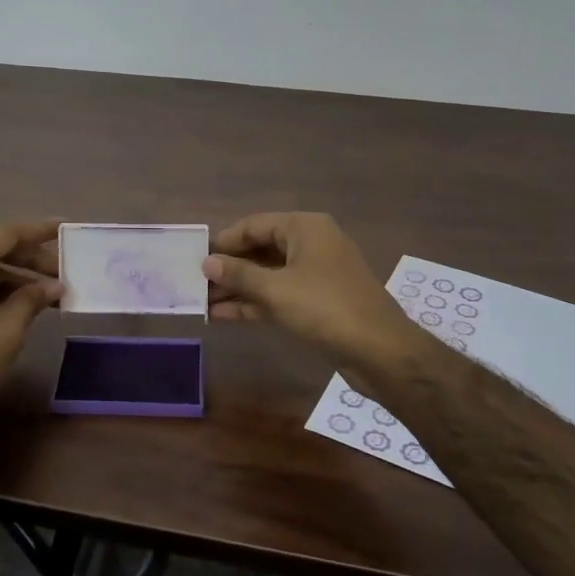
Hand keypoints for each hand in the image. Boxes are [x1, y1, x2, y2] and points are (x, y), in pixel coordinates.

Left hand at [0, 220, 62, 434]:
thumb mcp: (10, 327)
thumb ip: (33, 297)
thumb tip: (55, 285)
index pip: (4, 233)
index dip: (37, 231)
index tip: (64, 229)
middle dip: (28, 255)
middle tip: (62, 269)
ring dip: (14, 272)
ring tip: (48, 288)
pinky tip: (22, 301)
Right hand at [203, 212, 421, 371]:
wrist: (380, 350)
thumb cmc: (325, 308)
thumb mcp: (276, 289)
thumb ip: (239, 274)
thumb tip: (207, 263)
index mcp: (305, 228)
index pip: (255, 225)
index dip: (224, 241)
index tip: (196, 258)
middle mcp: (312, 244)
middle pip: (261, 249)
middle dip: (229, 268)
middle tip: (195, 283)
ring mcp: (316, 275)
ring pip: (269, 275)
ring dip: (238, 289)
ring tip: (202, 303)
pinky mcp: (318, 303)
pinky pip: (279, 295)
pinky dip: (255, 304)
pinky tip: (224, 316)